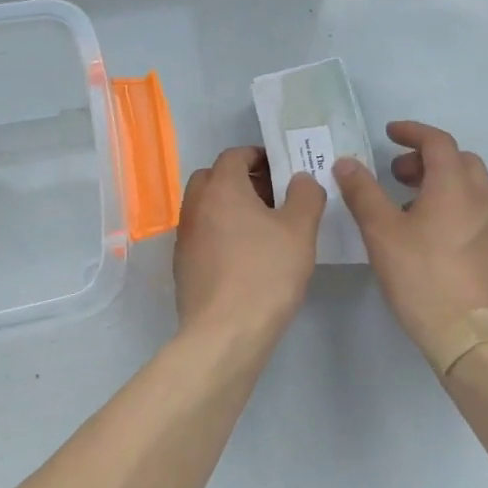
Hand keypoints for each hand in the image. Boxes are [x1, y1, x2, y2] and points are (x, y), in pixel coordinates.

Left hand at [174, 146, 325, 340]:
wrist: (225, 332)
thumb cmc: (265, 273)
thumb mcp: (299, 231)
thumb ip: (305, 196)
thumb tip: (300, 178)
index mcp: (221, 188)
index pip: (234, 155)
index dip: (258, 156)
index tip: (281, 168)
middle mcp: (195, 205)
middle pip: (213, 177)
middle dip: (240, 179)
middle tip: (271, 195)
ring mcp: (185, 235)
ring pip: (205, 206)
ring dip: (229, 206)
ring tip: (261, 227)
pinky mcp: (182, 264)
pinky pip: (202, 233)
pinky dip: (220, 232)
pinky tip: (244, 256)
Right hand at [334, 121, 487, 356]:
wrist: (470, 336)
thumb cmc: (421, 277)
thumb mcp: (381, 232)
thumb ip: (363, 192)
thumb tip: (347, 162)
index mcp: (455, 187)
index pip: (438, 141)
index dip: (412, 132)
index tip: (390, 134)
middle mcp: (483, 199)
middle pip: (460, 161)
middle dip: (427, 158)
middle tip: (397, 174)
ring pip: (471, 188)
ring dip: (441, 184)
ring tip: (409, 208)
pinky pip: (477, 214)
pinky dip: (454, 208)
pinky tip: (433, 238)